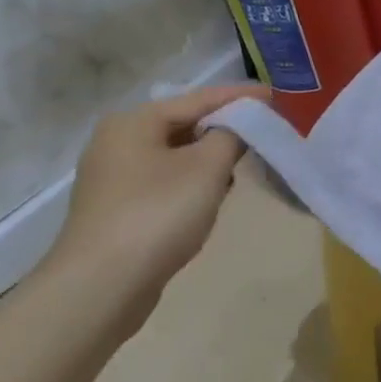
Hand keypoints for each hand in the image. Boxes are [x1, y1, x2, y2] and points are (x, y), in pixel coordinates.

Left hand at [45, 86, 267, 316]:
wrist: (102, 285)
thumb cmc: (158, 214)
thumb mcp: (207, 168)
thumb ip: (231, 136)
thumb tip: (240, 125)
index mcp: (134, 122)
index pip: (199, 98)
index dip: (242, 97)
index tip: (278, 96)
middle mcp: (117, 141)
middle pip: (184, 125)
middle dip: (225, 130)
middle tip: (263, 135)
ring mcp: (112, 177)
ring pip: (175, 156)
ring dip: (209, 160)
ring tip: (241, 170)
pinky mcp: (116, 209)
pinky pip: (164, 182)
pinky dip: (191, 184)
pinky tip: (210, 200)